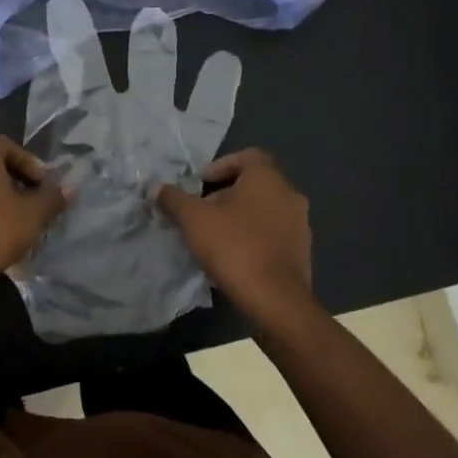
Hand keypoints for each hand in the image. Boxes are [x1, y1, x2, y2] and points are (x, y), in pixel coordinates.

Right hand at [154, 149, 313, 328]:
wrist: (276, 300)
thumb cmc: (234, 247)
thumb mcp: (193, 219)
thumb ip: (173, 199)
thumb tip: (156, 188)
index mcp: (268, 178)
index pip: (247, 156)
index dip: (220, 166)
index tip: (200, 185)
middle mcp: (289, 194)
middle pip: (254, 183)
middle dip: (225, 194)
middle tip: (200, 212)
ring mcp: (300, 224)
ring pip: (263, 210)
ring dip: (239, 217)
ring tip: (213, 236)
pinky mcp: (301, 252)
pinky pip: (272, 233)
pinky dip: (252, 237)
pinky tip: (233, 257)